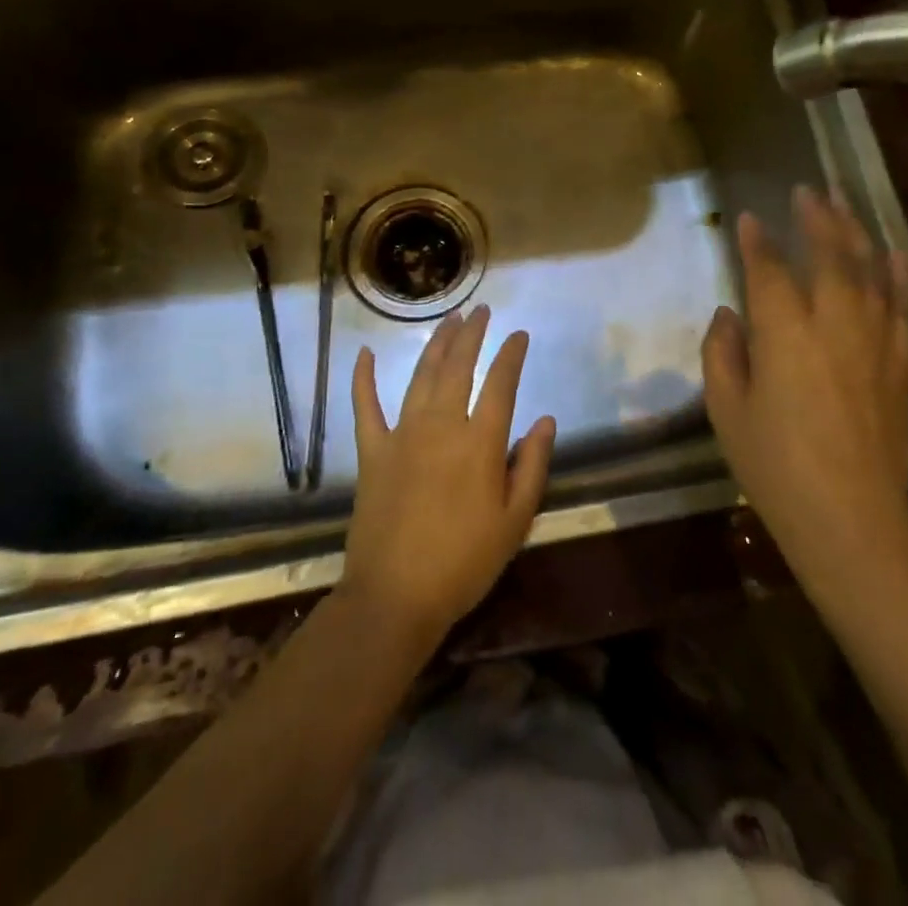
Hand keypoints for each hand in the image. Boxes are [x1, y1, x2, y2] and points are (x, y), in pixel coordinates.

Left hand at [341, 305, 556, 643]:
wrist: (395, 597)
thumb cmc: (464, 563)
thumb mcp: (515, 521)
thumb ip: (533, 465)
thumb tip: (545, 420)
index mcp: (480, 443)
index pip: (500, 384)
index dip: (511, 355)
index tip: (519, 335)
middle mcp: (441, 426)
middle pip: (458, 368)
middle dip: (472, 335)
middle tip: (480, 310)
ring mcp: (402, 436)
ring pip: (421, 377)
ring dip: (435, 345)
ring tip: (448, 320)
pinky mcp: (372, 452)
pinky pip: (365, 408)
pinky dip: (362, 379)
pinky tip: (362, 354)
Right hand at [702, 187, 907, 592]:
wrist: (850, 519)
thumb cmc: (775, 468)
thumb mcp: (727, 412)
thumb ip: (722, 354)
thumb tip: (730, 314)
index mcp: (784, 334)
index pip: (768, 271)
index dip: (756, 242)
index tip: (748, 219)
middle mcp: (833, 324)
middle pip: (828, 255)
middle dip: (816, 218)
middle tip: (806, 190)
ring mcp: (874, 341)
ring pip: (869, 271)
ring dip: (855, 233)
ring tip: (844, 204)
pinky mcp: (900, 364)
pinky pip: (902, 308)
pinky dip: (898, 276)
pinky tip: (894, 255)